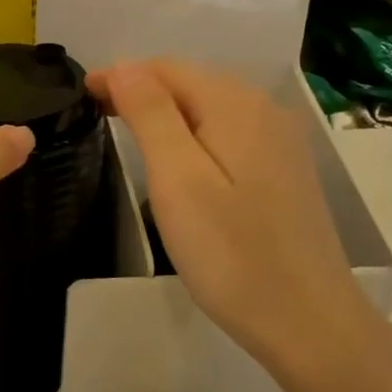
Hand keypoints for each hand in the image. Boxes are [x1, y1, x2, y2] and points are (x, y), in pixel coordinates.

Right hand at [89, 60, 374, 386]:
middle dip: (141, 89)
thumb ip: (150, 113)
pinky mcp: (284, 169)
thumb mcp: (178, 179)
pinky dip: (194, 132)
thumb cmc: (233, 253)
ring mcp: (279, 140)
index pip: (165, 68)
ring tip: (128, 132)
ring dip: (166, 111)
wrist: (310, 325)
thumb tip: (123, 66)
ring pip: (209, 106)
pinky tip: (180, 158)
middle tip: (97, 113)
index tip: (81, 96)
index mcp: (235, 104)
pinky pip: (228, 131)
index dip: (120, 76)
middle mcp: (263, 109)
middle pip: (190, 82)